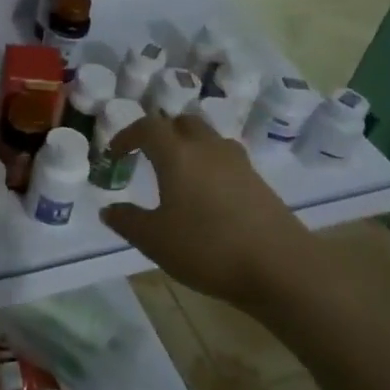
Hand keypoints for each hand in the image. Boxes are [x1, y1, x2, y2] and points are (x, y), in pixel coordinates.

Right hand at [102, 113, 317, 307]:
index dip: (127, 135)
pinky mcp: (258, 181)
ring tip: (179, 172)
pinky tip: (208, 194)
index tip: (115, 153)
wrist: (280, 267)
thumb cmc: (208, 248)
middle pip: (182, 122)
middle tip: (147, 155)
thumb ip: (127, 221)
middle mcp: (207, 148)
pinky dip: (210, 164)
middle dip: (161, 133)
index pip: (148, 127)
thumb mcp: (155, 240)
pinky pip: (226, 159)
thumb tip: (108, 209)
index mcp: (177, 154)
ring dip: (189, 145)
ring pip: (208, 138)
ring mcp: (238, 163)